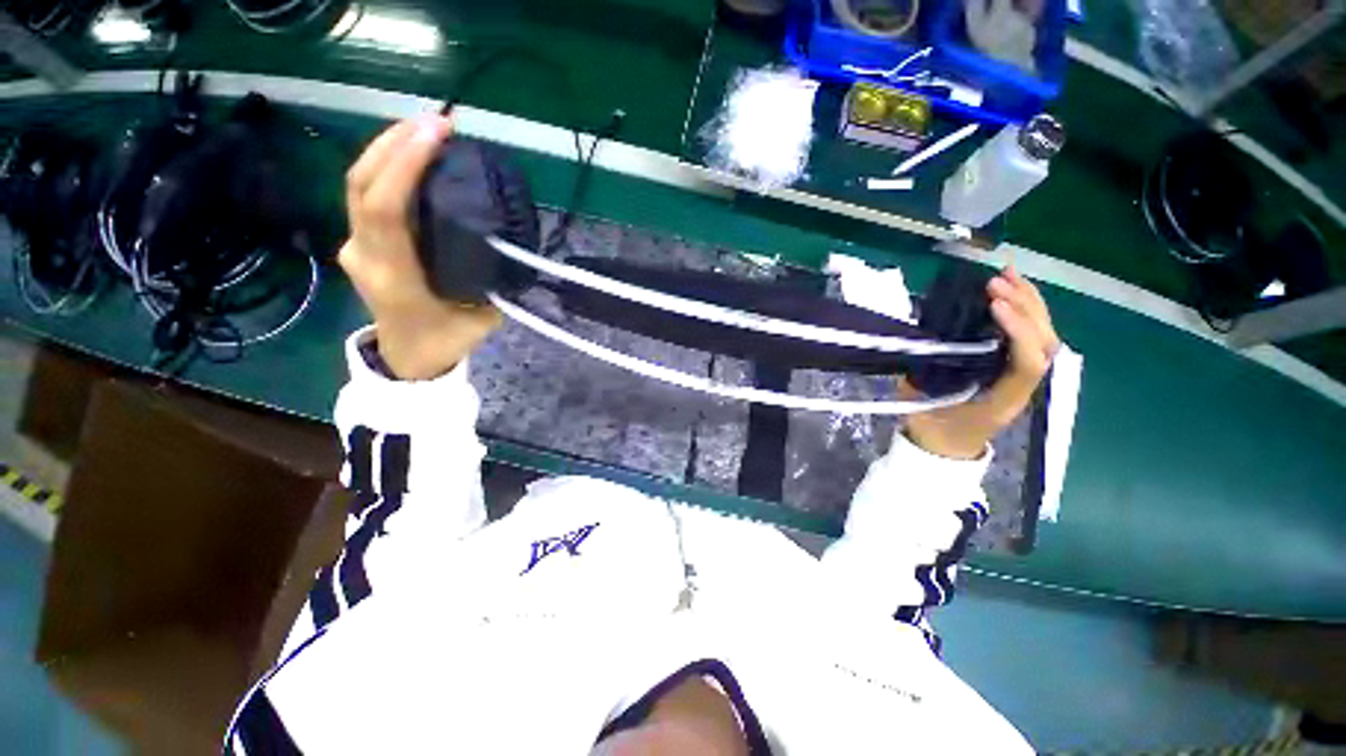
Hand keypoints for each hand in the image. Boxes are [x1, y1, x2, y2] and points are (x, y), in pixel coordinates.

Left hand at [340, 116, 500, 379]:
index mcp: (395, 277)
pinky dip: (387, 168)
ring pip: (358, 184)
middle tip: (436, 121)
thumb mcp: (482, 315)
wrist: (410, 357)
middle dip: (395, 143)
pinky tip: (412, 155)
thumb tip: (510, 243)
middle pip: (361, 184)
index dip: (405, 166)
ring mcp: (356, 246)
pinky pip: (367, 196)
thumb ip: (492, 280)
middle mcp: (366, 255)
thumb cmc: (447, 340)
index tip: (438, 134)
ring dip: (388, 148)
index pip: (386, 211)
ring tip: (425, 128)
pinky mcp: (360, 241)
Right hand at [904, 267, 1059, 459]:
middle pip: (1044, 344)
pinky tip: (1009, 290)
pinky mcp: (1012, 368)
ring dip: (1029, 302)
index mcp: (1001, 402)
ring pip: (1044, 336)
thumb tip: (928, 339)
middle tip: (994, 283)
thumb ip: (927, 374)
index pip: (1027, 363)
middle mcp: (1021, 387)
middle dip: (1024, 308)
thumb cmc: (932, 428)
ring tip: (1007, 274)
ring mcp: (1020, 378)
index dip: (1017, 331)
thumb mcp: (921, 404)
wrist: (945, 447)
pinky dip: (1024, 309)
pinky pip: (1029, 337)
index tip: (992, 305)